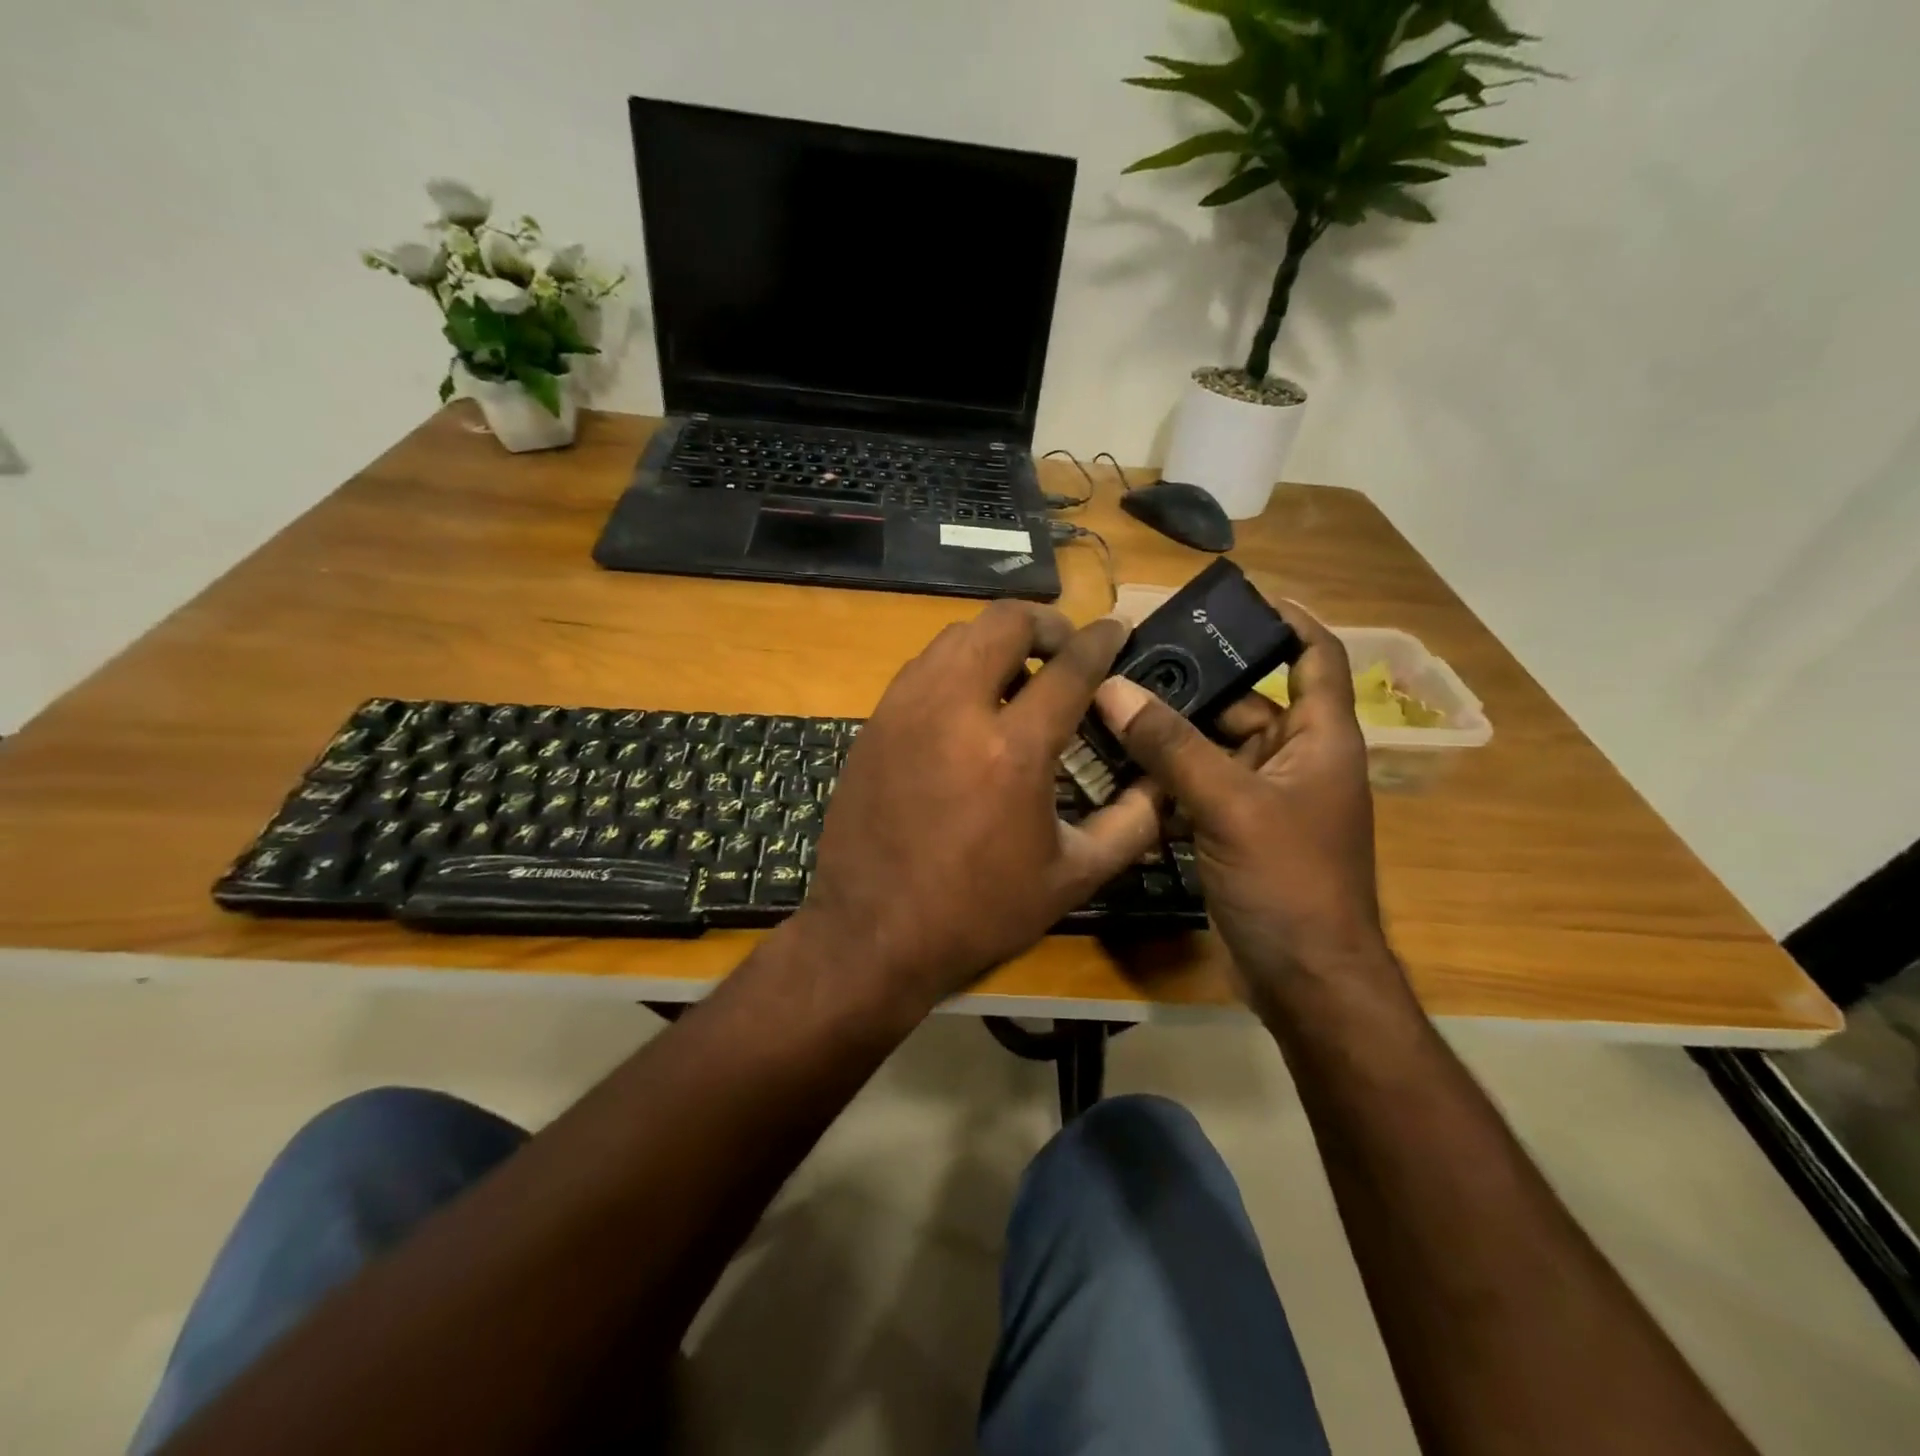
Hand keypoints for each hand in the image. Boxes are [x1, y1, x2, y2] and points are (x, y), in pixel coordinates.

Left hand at [796, 601, 1162, 1016]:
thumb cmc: (977, 912)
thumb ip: (1131, 824)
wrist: (871, 933)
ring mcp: (905, 710)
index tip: (1117, 629)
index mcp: (1013, 750)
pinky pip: (923, 666)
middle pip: (1003, 622)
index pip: (1069, 667)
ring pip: (956, 635)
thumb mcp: (1071, 878)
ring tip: (1018, 674)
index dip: (1100, 641)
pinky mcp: (875, 722)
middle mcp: (955, 711)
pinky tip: (969, 701)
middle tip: (1065, 648)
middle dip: (1045, 623)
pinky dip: (956, 664)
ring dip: (997, 640)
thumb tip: (1165, 783)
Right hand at [1092, 603, 1386, 1004]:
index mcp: (1319, 738)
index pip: (1316, 656)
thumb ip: (1171, 746)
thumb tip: (1113, 689)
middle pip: (1242, 701)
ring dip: (1167, 733)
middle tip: (1129, 661)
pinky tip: (1116, 765)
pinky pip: (1194, 785)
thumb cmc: (1289, 882)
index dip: (1288, 620)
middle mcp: (1293, 758)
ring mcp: (1260, 797)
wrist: (1304, 980)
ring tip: (1108, 706)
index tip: (1239, 599)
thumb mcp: (1230, 805)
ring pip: (1209, 746)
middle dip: (1192, 683)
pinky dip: (1162, 775)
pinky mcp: (1232, 829)